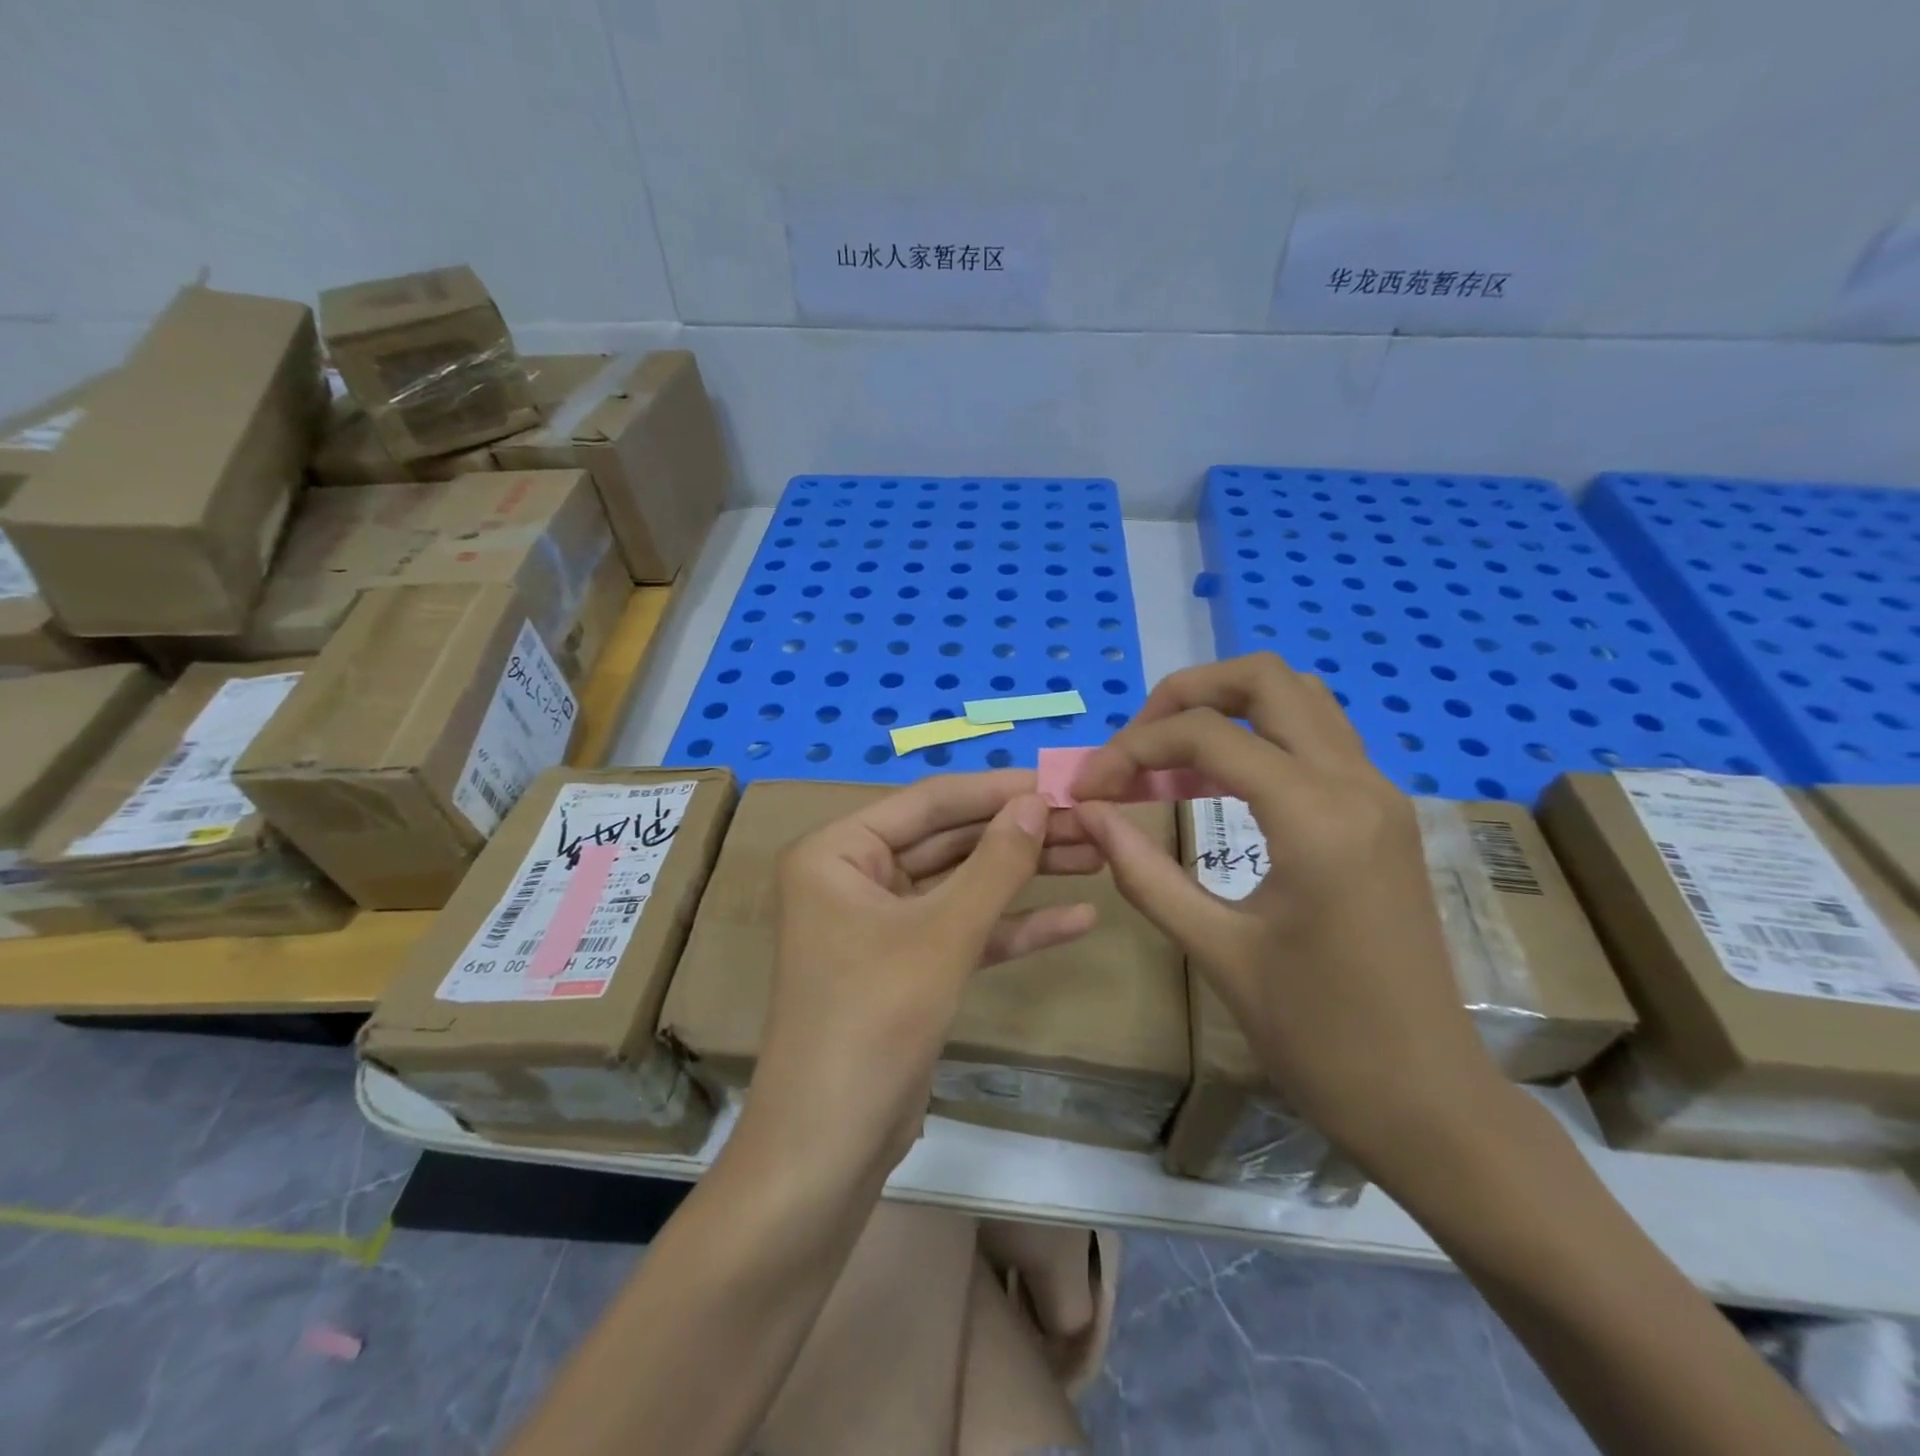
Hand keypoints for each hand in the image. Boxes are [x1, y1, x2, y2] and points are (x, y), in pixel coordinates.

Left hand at [754, 770, 1100, 1173]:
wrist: (829, 1149)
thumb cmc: (872, 1021)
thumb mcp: (942, 935)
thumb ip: (994, 864)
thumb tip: (1038, 801)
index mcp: (838, 852)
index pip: (929, 803)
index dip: (997, 790)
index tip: (1061, 781)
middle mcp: (855, 877)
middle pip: (950, 841)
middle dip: (1018, 834)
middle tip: (1089, 821)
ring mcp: (882, 923)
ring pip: (962, 885)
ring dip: (1024, 875)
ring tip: (1096, 857)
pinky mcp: (907, 966)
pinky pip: (964, 931)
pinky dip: (1013, 927)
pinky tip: (1077, 919)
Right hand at [1069, 654, 1501, 1170]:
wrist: (1428, 1102)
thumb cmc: (1319, 1038)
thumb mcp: (1216, 952)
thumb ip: (1144, 872)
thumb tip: (1087, 814)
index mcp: (1315, 817)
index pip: (1206, 734)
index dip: (1133, 748)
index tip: (1089, 787)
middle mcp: (1356, 783)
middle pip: (1264, 678)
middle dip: (1184, 695)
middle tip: (1135, 745)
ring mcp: (1378, 794)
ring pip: (1298, 697)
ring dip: (1225, 707)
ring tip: (1169, 758)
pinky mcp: (1383, 814)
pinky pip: (1317, 737)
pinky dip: (1258, 735)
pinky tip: (1217, 782)